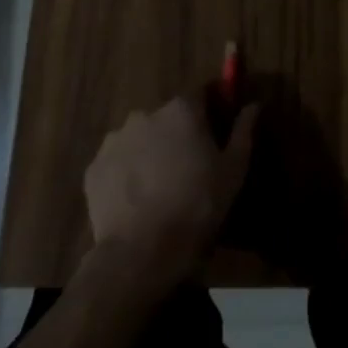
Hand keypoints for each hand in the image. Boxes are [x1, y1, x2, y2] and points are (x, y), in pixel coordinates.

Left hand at [84, 95, 255, 290]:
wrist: (142, 252)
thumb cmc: (197, 205)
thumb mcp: (233, 170)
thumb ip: (243, 131)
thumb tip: (253, 105)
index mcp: (182, 109)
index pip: (199, 95)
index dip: (208, 113)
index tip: (212, 136)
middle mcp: (146, 114)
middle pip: (167, 117)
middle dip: (176, 135)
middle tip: (186, 168)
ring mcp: (115, 140)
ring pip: (139, 139)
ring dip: (149, 153)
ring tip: (158, 189)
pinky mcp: (94, 168)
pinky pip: (116, 163)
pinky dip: (126, 174)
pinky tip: (136, 201)